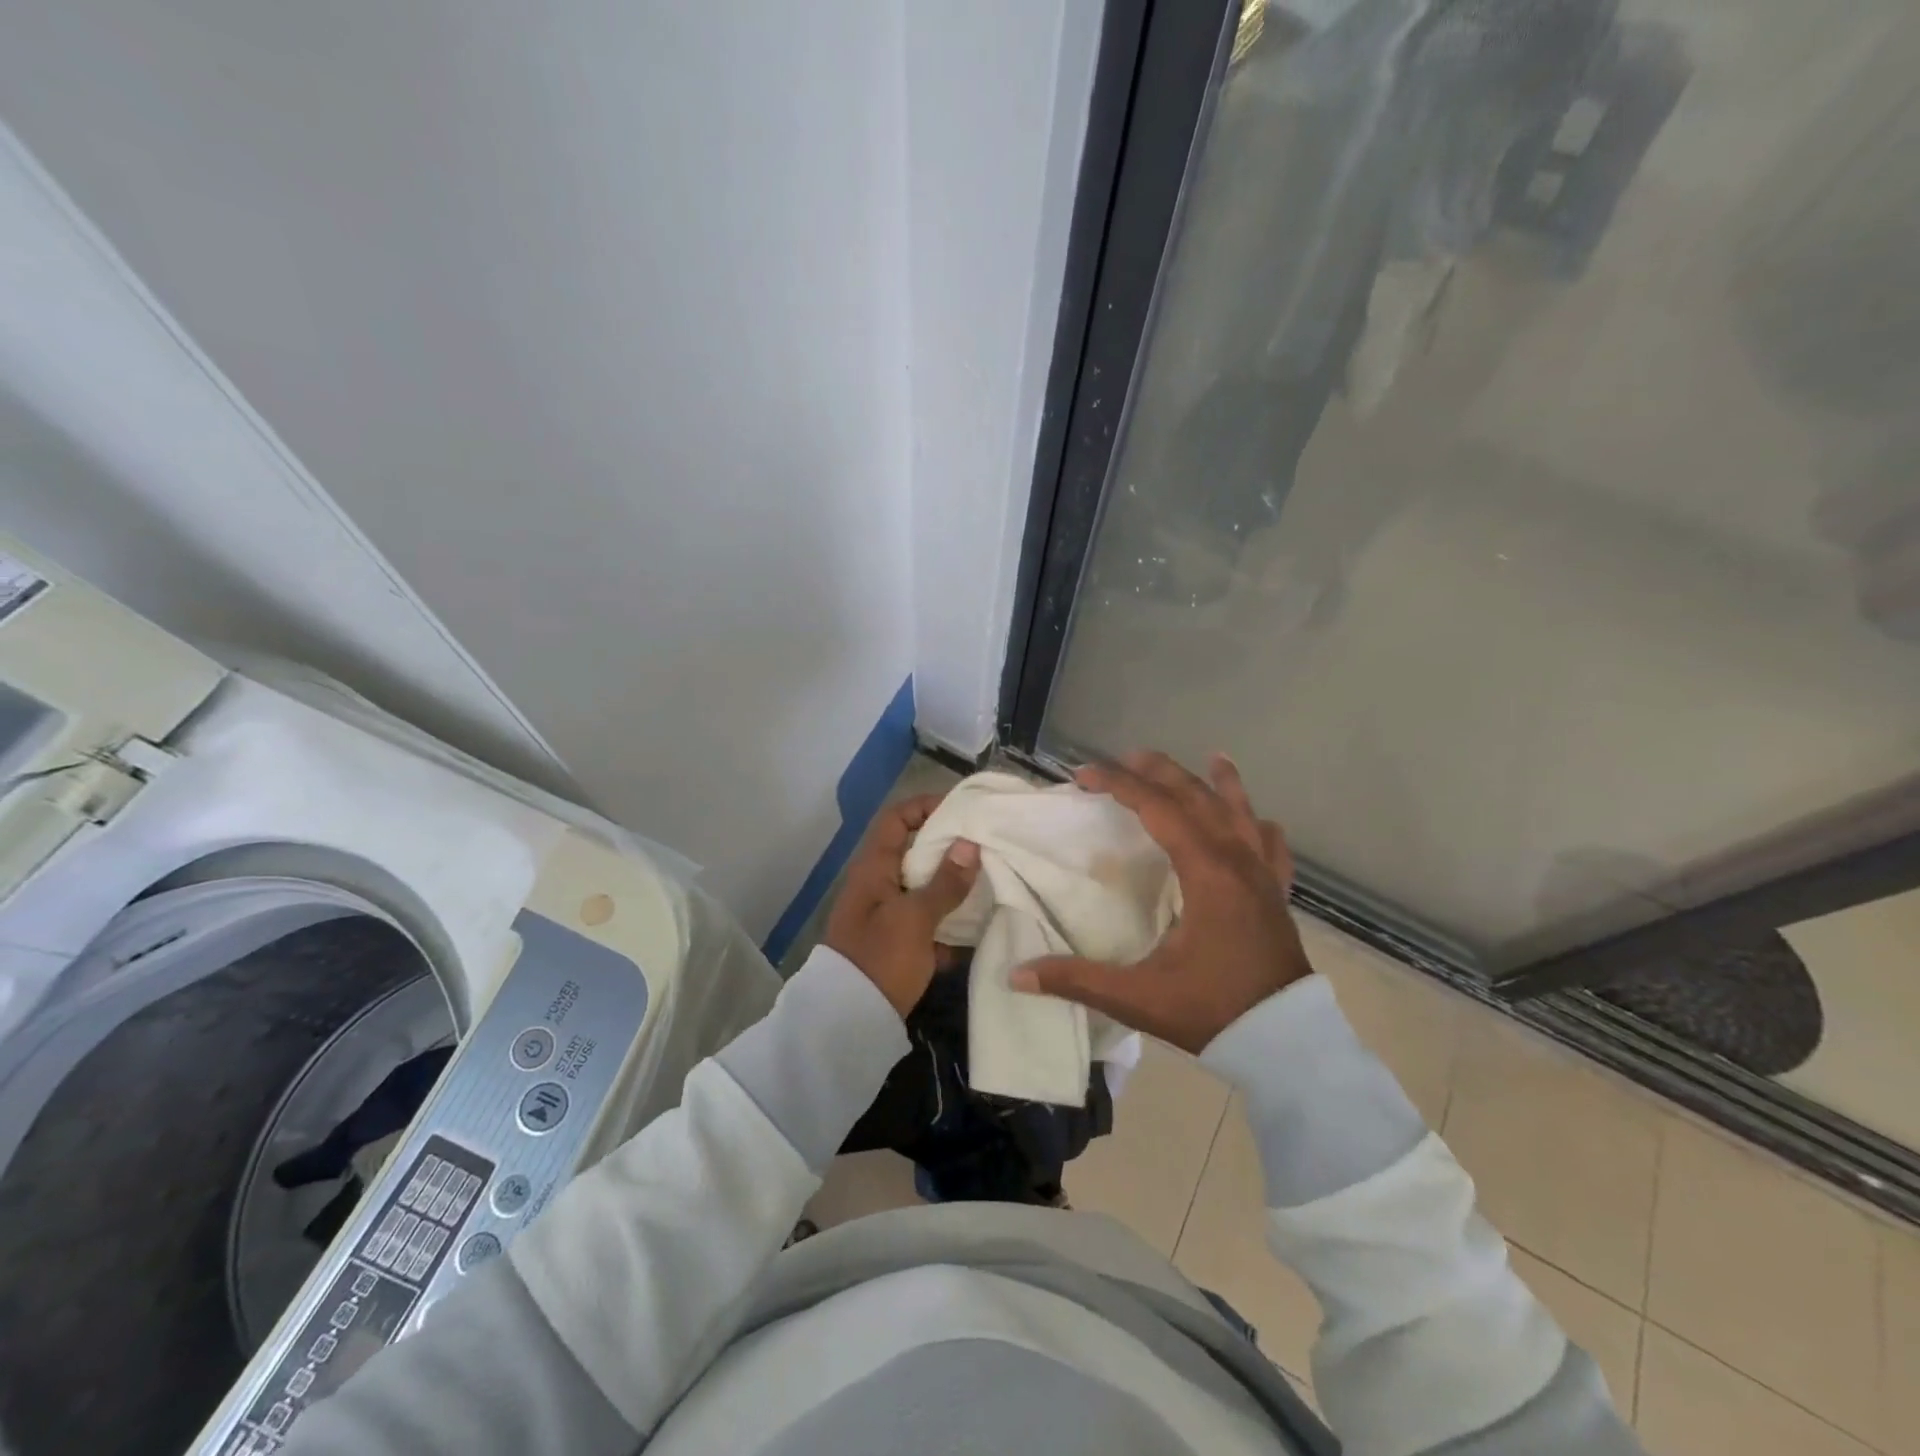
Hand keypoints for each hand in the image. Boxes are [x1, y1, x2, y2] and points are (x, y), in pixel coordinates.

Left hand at [824, 794, 979, 1017]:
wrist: (850, 1021)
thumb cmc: (880, 958)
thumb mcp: (915, 918)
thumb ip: (944, 882)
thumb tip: (969, 844)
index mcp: (874, 868)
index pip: (896, 818)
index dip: (926, 806)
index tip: (963, 809)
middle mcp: (878, 884)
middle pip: (914, 850)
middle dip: (949, 846)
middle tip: (987, 843)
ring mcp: (888, 914)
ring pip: (924, 885)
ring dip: (953, 882)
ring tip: (991, 877)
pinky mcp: (899, 943)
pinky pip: (929, 919)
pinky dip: (950, 918)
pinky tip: (980, 922)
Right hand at [1008, 752, 1312, 1052]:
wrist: (1286, 1043)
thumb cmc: (1211, 1010)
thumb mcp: (1138, 996)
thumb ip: (1076, 980)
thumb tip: (1017, 974)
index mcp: (1205, 873)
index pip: (1158, 809)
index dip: (1119, 784)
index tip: (1084, 775)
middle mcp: (1236, 861)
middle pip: (1197, 797)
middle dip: (1159, 772)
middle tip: (1124, 759)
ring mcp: (1262, 876)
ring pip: (1241, 812)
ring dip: (1220, 783)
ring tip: (1212, 757)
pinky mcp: (1276, 895)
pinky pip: (1272, 846)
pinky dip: (1260, 824)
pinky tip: (1257, 819)